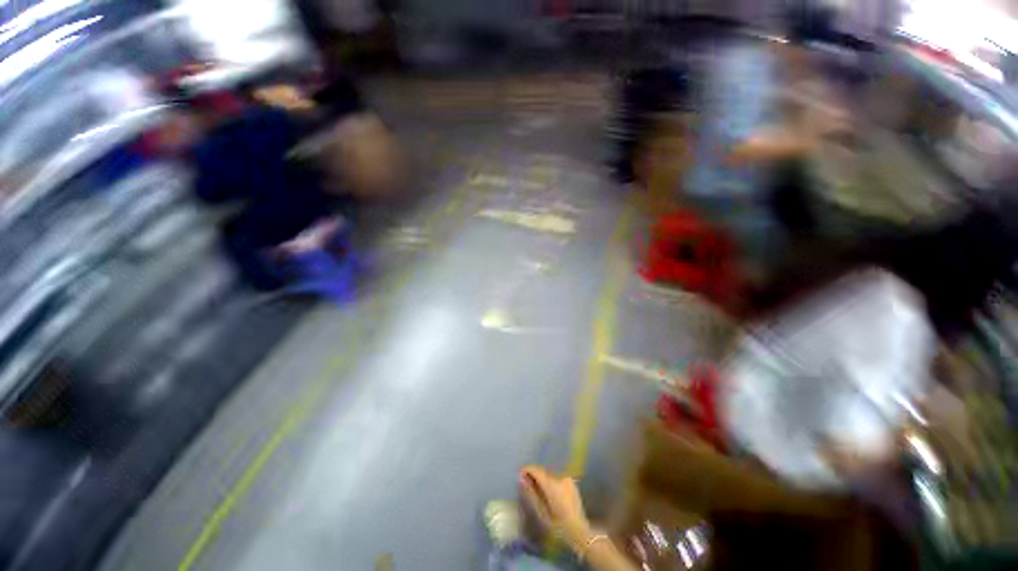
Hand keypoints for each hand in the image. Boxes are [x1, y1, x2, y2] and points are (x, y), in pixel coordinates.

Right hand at [519, 466, 592, 548]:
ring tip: (537, 489)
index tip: (520, 473)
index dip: (528, 470)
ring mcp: (568, 479)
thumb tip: (522, 479)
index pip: (537, 471)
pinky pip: (558, 479)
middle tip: (527, 482)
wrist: (579, 532)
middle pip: (544, 473)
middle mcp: (560, 478)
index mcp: (552, 485)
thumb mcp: (542, 512)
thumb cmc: (558, 525)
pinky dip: (552, 483)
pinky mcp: (572, 483)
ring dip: (544, 480)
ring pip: (551, 476)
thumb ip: (531, 493)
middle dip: (535, 476)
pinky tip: (549, 493)